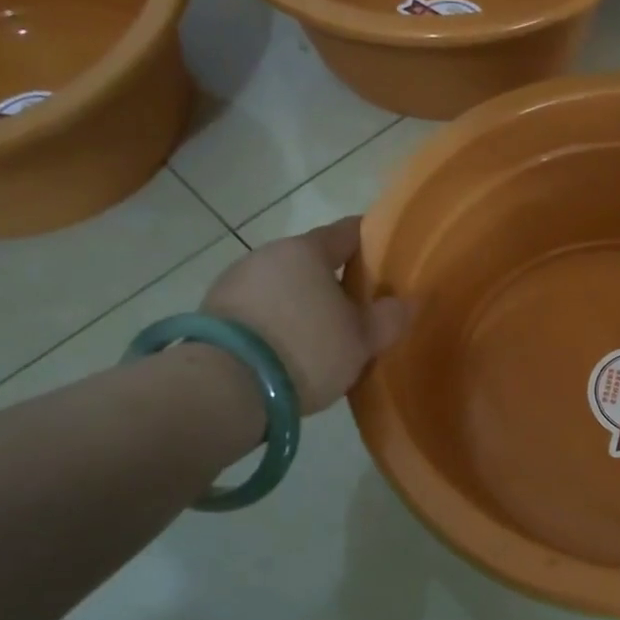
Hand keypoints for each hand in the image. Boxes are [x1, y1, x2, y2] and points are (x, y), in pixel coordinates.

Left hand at [200, 217, 407, 412]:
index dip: (370, 242)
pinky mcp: (213, 313)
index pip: (347, 233)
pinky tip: (287, 352)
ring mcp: (235, 282)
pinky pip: (259, 311)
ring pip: (283, 287)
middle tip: (358, 312)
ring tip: (321, 338)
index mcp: (307, 250)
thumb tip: (405, 301)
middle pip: (311, 262)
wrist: (225, 386)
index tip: (386, 258)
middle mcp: (268, 255)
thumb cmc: (306, 349)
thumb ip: (389, 318)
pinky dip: (276, 324)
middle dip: (335, 282)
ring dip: (302, 305)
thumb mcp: (362, 340)